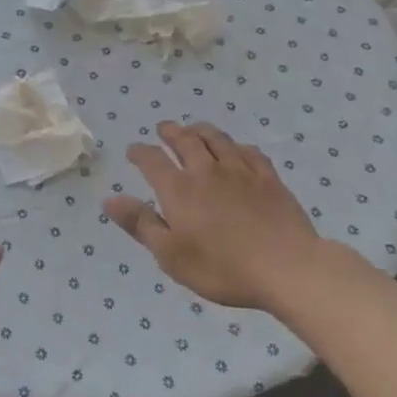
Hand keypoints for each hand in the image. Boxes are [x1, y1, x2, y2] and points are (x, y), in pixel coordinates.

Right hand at [103, 121, 360, 312]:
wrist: (287, 269)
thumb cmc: (222, 268)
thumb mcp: (171, 255)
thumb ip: (140, 224)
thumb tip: (109, 199)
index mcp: (178, 189)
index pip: (152, 160)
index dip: (140, 152)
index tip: (133, 150)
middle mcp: (206, 171)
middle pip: (185, 141)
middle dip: (171, 132)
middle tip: (163, 128)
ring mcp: (241, 172)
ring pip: (217, 139)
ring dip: (201, 130)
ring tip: (194, 128)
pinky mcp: (269, 179)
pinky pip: (249, 152)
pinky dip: (237, 146)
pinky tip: (236, 149)